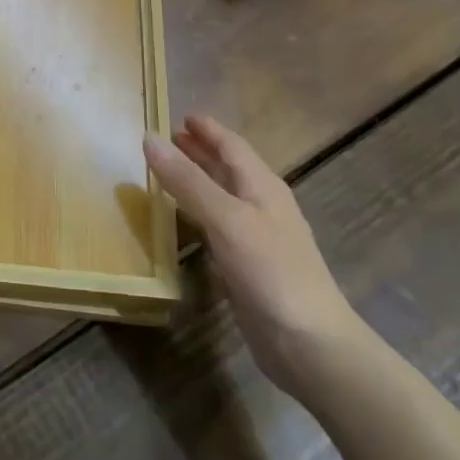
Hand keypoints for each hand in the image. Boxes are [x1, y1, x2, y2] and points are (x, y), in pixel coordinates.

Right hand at [144, 114, 362, 395]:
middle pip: (229, 168)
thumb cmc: (271, 271)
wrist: (309, 343)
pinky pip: (219, 226)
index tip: (181, 115)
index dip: (208, 129)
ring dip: (199, 180)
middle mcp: (262, 206)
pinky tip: (184, 221)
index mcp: (262, 187)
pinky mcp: (249, 266)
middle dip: (201, 151)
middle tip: (169, 139)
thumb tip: (149, 138)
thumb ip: (187, 180)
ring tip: (168, 172)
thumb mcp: (226, 218)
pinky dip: (199, 213)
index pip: (232, 146)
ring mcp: (257, 238)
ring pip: (224, 196)